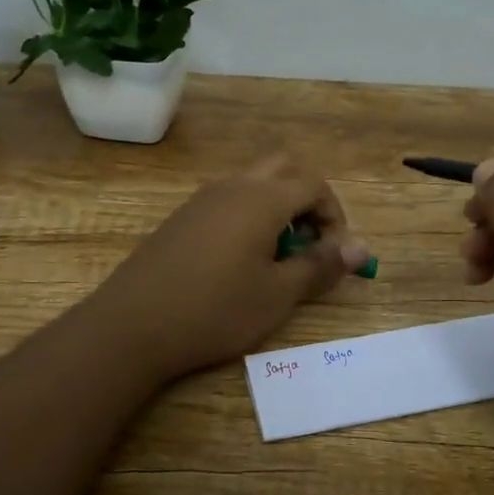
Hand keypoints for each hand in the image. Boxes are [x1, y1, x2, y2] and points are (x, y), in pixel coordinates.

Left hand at [96, 155, 372, 378]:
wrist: (133, 325)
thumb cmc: (215, 310)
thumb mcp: (278, 295)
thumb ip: (321, 265)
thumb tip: (361, 247)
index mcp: (262, 198)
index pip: (314, 185)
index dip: (335, 215)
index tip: (334, 254)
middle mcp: (233, 186)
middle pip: (284, 169)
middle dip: (307, 200)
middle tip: (309, 243)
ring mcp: (202, 199)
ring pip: (253, 183)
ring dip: (276, 207)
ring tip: (276, 256)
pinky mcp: (181, 217)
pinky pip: (227, 200)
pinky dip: (248, 216)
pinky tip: (238, 261)